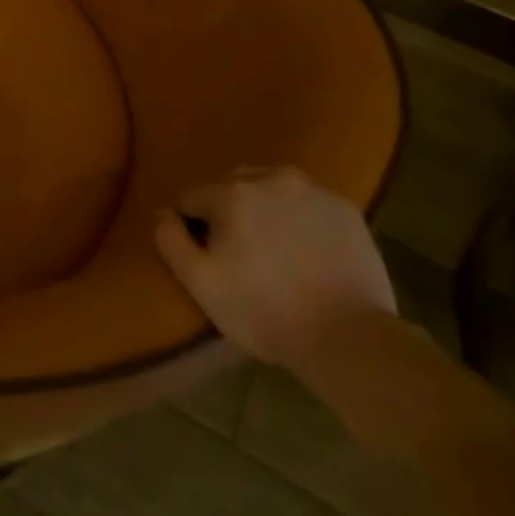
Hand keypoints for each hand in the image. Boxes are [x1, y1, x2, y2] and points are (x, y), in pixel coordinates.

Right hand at [153, 165, 395, 370]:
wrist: (351, 338)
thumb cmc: (265, 310)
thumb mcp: (201, 283)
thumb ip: (170, 240)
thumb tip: (163, 213)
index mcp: (230, 192)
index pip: (190, 198)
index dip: (193, 228)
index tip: (210, 259)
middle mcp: (269, 177)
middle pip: (229, 185)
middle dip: (227, 211)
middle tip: (240, 255)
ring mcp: (312, 190)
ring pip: (269, 187)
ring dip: (262, 208)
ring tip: (274, 250)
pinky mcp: (344, 208)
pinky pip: (305, 202)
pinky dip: (298, 217)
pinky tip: (306, 251)